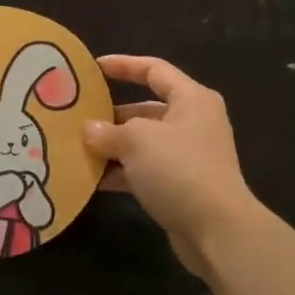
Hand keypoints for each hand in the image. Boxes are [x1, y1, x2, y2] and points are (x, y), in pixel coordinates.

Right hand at [84, 55, 257, 275]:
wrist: (217, 230)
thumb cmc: (179, 169)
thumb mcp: (137, 141)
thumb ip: (108, 131)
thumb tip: (89, 130)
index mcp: (191, 99)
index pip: (154, 70)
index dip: (123, 65)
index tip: (93, 68)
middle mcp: (192, 123)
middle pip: (146, 109)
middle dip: (111, 115)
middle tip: (78, 118)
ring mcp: (188, 156)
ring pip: (143, 143)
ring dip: (113, 147)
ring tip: (78, 149)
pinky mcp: (181, 185)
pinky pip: (144, 170)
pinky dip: (121, 172)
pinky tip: (93, 179)